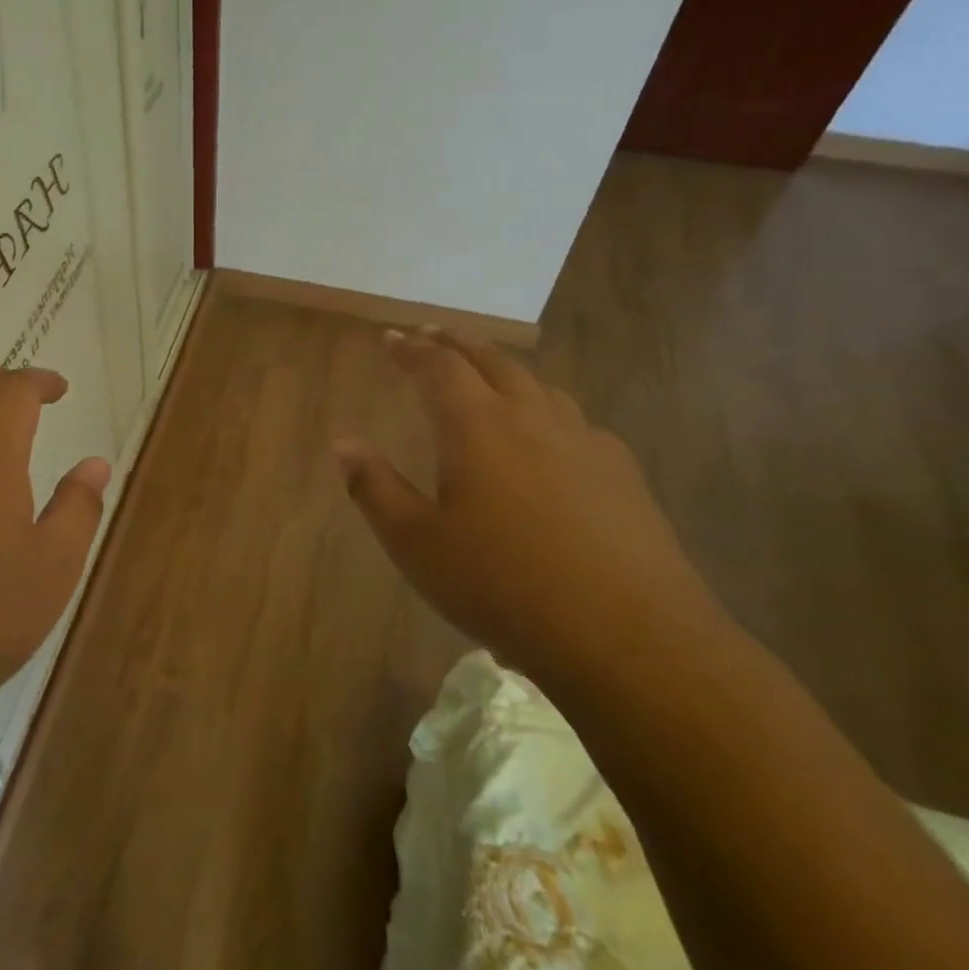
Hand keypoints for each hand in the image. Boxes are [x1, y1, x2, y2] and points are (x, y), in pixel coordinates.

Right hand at [334, 328, 728, 688]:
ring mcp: (583, 439)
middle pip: (490, 360)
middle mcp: (531, 416)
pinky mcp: (620, 470)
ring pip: (537, 384)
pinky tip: (547, 435)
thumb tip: (343, 443)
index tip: (390, 337)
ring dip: (502, 368)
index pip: (437, 367)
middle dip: (455, 343)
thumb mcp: (416, 543)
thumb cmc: (501, 585)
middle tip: (432, 335)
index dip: (410, 349)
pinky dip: (544, 408)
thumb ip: (374, 487)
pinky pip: (572, 420)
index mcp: (476, 426)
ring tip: (485, 373)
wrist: (625, 634)